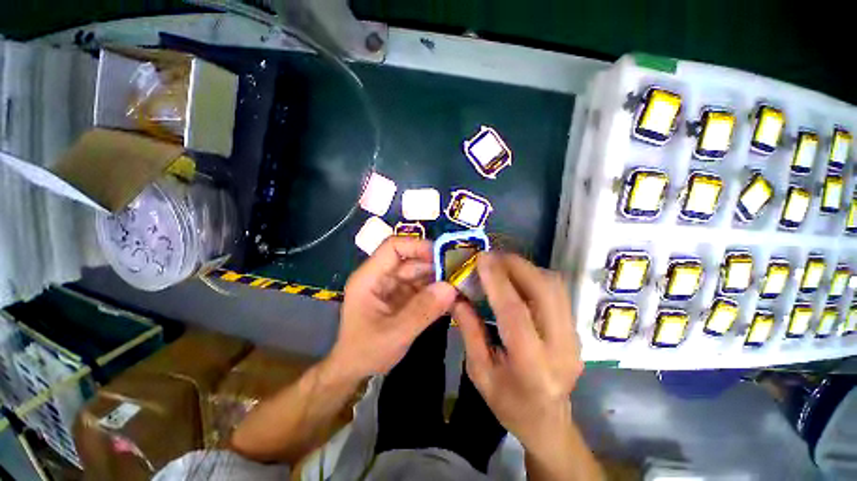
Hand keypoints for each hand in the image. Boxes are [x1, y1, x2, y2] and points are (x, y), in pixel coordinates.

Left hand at [329, 237, 456, 380]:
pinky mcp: (401, 297)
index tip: (443, 257)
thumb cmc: (365, 352)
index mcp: (369, 277)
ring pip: (419, 273)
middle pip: (410, 260)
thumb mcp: (394, 334)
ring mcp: (392, 286)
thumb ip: (423, 311)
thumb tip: (451, 288)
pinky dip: (436, 291)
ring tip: (462, 283)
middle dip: (435, 265)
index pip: (393, 247)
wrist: (355, 371)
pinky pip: (422, 287)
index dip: (418, 246)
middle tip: (460, 272)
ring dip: (439, 278)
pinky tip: (453, 296)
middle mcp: (381, 276)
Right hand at [453, 253, 582, 449]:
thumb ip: (469, 331)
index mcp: (532, 368)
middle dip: (516, 266)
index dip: (498, 282)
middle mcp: (561, 349)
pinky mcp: (576, 330)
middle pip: (544, 292)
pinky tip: (516, 277)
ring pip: (555, 286)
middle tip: (491, 256)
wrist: (549, 423)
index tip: (482, 259)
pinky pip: (557, 291)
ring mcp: (574, 338)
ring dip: (526, 268)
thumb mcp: (480, 373)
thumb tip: (456, 297)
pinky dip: (534, 276)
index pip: (516, 314)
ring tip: (501, 264)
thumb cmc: (509, 404)